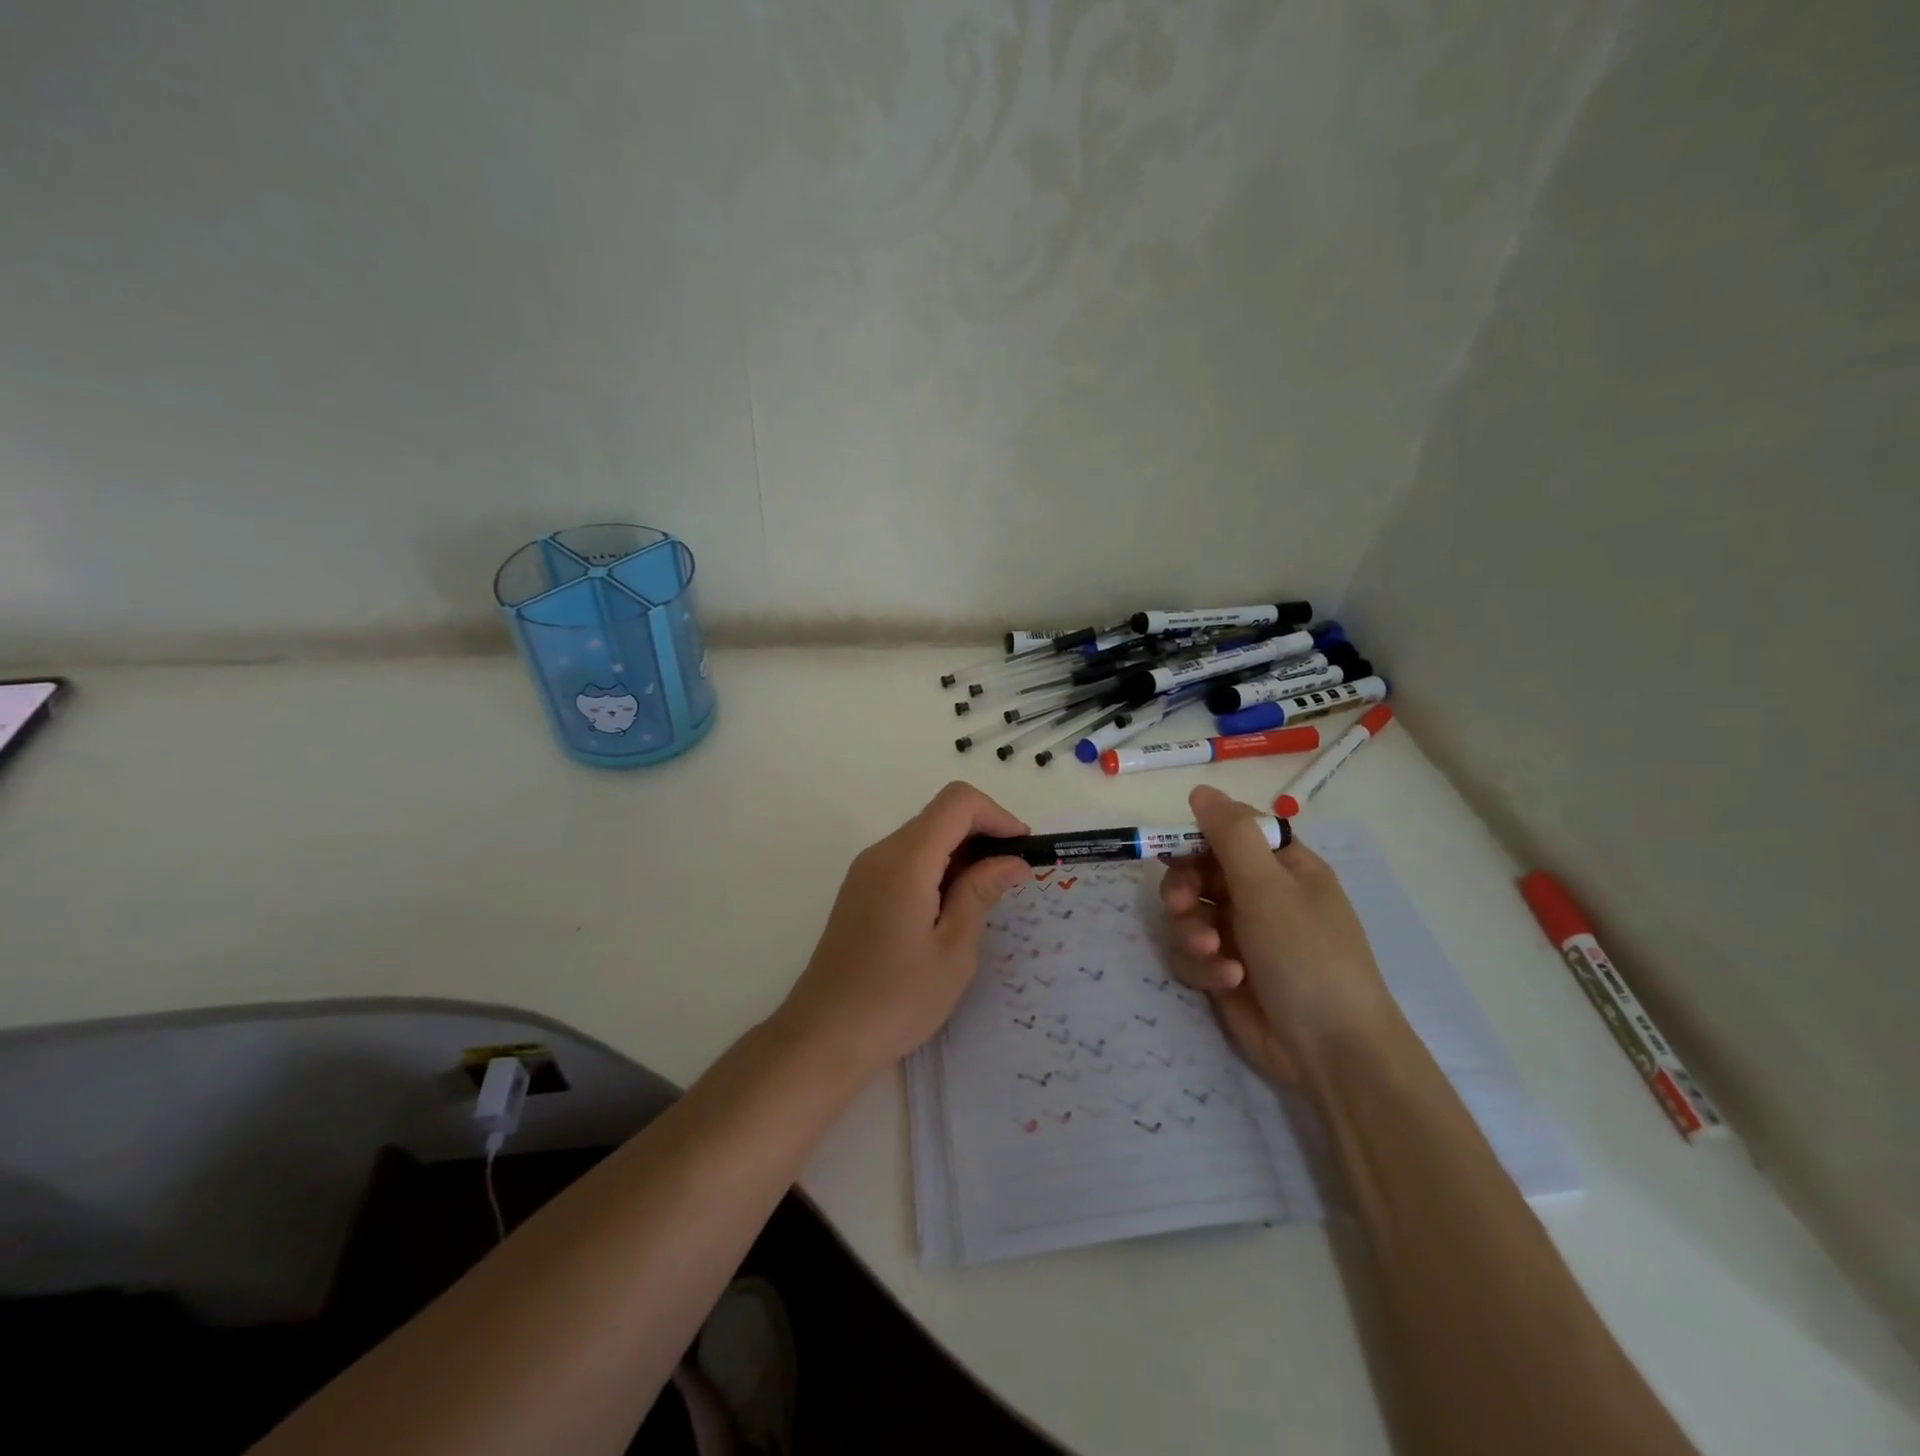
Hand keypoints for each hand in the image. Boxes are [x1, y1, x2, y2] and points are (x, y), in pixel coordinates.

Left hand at [777, 782, 1030, 1076]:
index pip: (957, 802)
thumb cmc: (896, 999)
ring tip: (988, 898)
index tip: (1022, 850)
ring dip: (961, 854)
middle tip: (1012, 879)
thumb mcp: (953, 950)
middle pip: (940, 815)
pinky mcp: (860, 891)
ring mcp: (865, 871)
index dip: (997, 815)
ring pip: (924, 837)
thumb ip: (980, 893)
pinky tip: (952, 910)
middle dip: (983, 835)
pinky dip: (938, 869)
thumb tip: (1011, 861)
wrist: (823, 1036)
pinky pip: (906, 860)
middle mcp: (881, 853)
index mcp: (906, 860)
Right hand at [1160, 786, 1401, 1086]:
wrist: (1330, 1050)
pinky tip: (1226, 981)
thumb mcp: (1268, 887)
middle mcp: (1260, 896)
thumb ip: (1230, 835)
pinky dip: (1203, 965)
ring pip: (1188, 914)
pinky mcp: (1225, 971)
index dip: (1197, 840)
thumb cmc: (1306, 955)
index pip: (1229, 834)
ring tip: (1211, 953)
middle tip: (1180, 906)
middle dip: (1184, 890)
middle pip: (1198, 873)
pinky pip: (1192, 953)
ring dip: (1191, 931)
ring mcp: (1242, 935)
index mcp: (1282, 867)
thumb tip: (1201, 790)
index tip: (1171, 851)